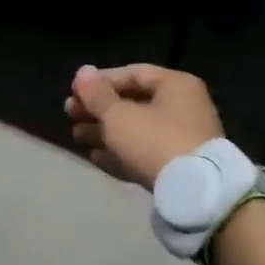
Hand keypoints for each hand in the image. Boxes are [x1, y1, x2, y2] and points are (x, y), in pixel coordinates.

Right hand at [65, 63, 223, 190]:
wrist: (193, 193)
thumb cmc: (154, 141)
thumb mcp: (118, 115)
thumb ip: (97, 94)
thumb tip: (83, 72)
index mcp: (175, 85)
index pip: (133, 73)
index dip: (100, 81)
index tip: (74, 92)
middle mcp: (183, 107)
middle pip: (133, 102)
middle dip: (99, 108)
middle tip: (70, 114)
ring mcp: (182, 139)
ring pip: (136, 129)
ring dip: (105, 131)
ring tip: (76, 136)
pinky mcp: (178, 166)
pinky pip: (144, 153)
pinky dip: (120, 152)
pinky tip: (95, 157)